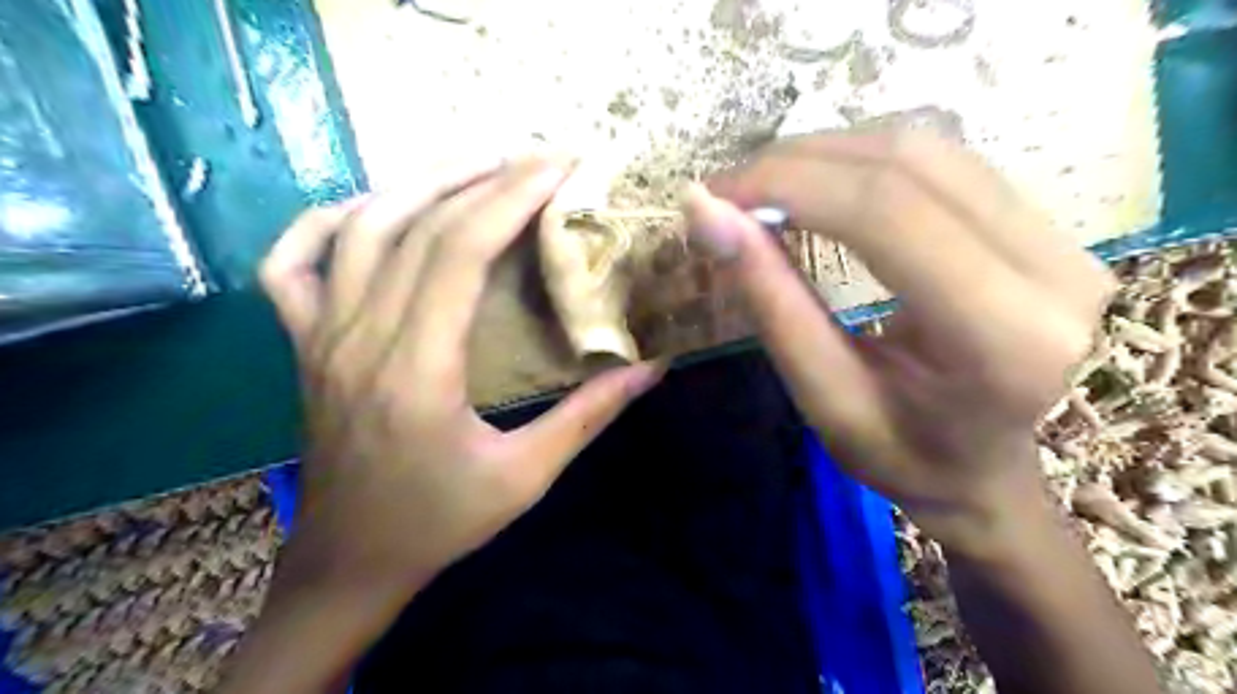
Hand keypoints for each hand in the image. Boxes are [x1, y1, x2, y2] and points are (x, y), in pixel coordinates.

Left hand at [257, 155, 666, 598]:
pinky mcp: (304, 344)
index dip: (510, 198)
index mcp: (417, 370)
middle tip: (537, 158)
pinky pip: (292, 263)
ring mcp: (320, 336)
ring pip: (360, 228)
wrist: (351, 561)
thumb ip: (589, 416)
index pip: (459, 251)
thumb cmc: (440, 522)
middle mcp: (360, 337)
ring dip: (421, 183)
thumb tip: (652, 367)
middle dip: (484, 178)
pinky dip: (328, 221)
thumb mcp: (526, 477)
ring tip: (479, 165)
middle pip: (417, 226)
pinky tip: (373, 208)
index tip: (559, 168)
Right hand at [691, 129, 1116, 553]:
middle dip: (799, 163)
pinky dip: (863, 162)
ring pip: (927, 148)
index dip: (789, 185)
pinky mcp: (1045, 226)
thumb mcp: (824, 396)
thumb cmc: (904, 457)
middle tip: (729, 190)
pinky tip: (819, 187)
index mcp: (1001, 336)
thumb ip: (770, 301)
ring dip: (829, 155)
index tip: (714, 195)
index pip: (885, 213)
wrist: (988, 473)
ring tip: (764, 187)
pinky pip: (943, 162)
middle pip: (908, 163)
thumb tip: (706, 214)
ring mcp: (1062, 239)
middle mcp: (1052, 270)